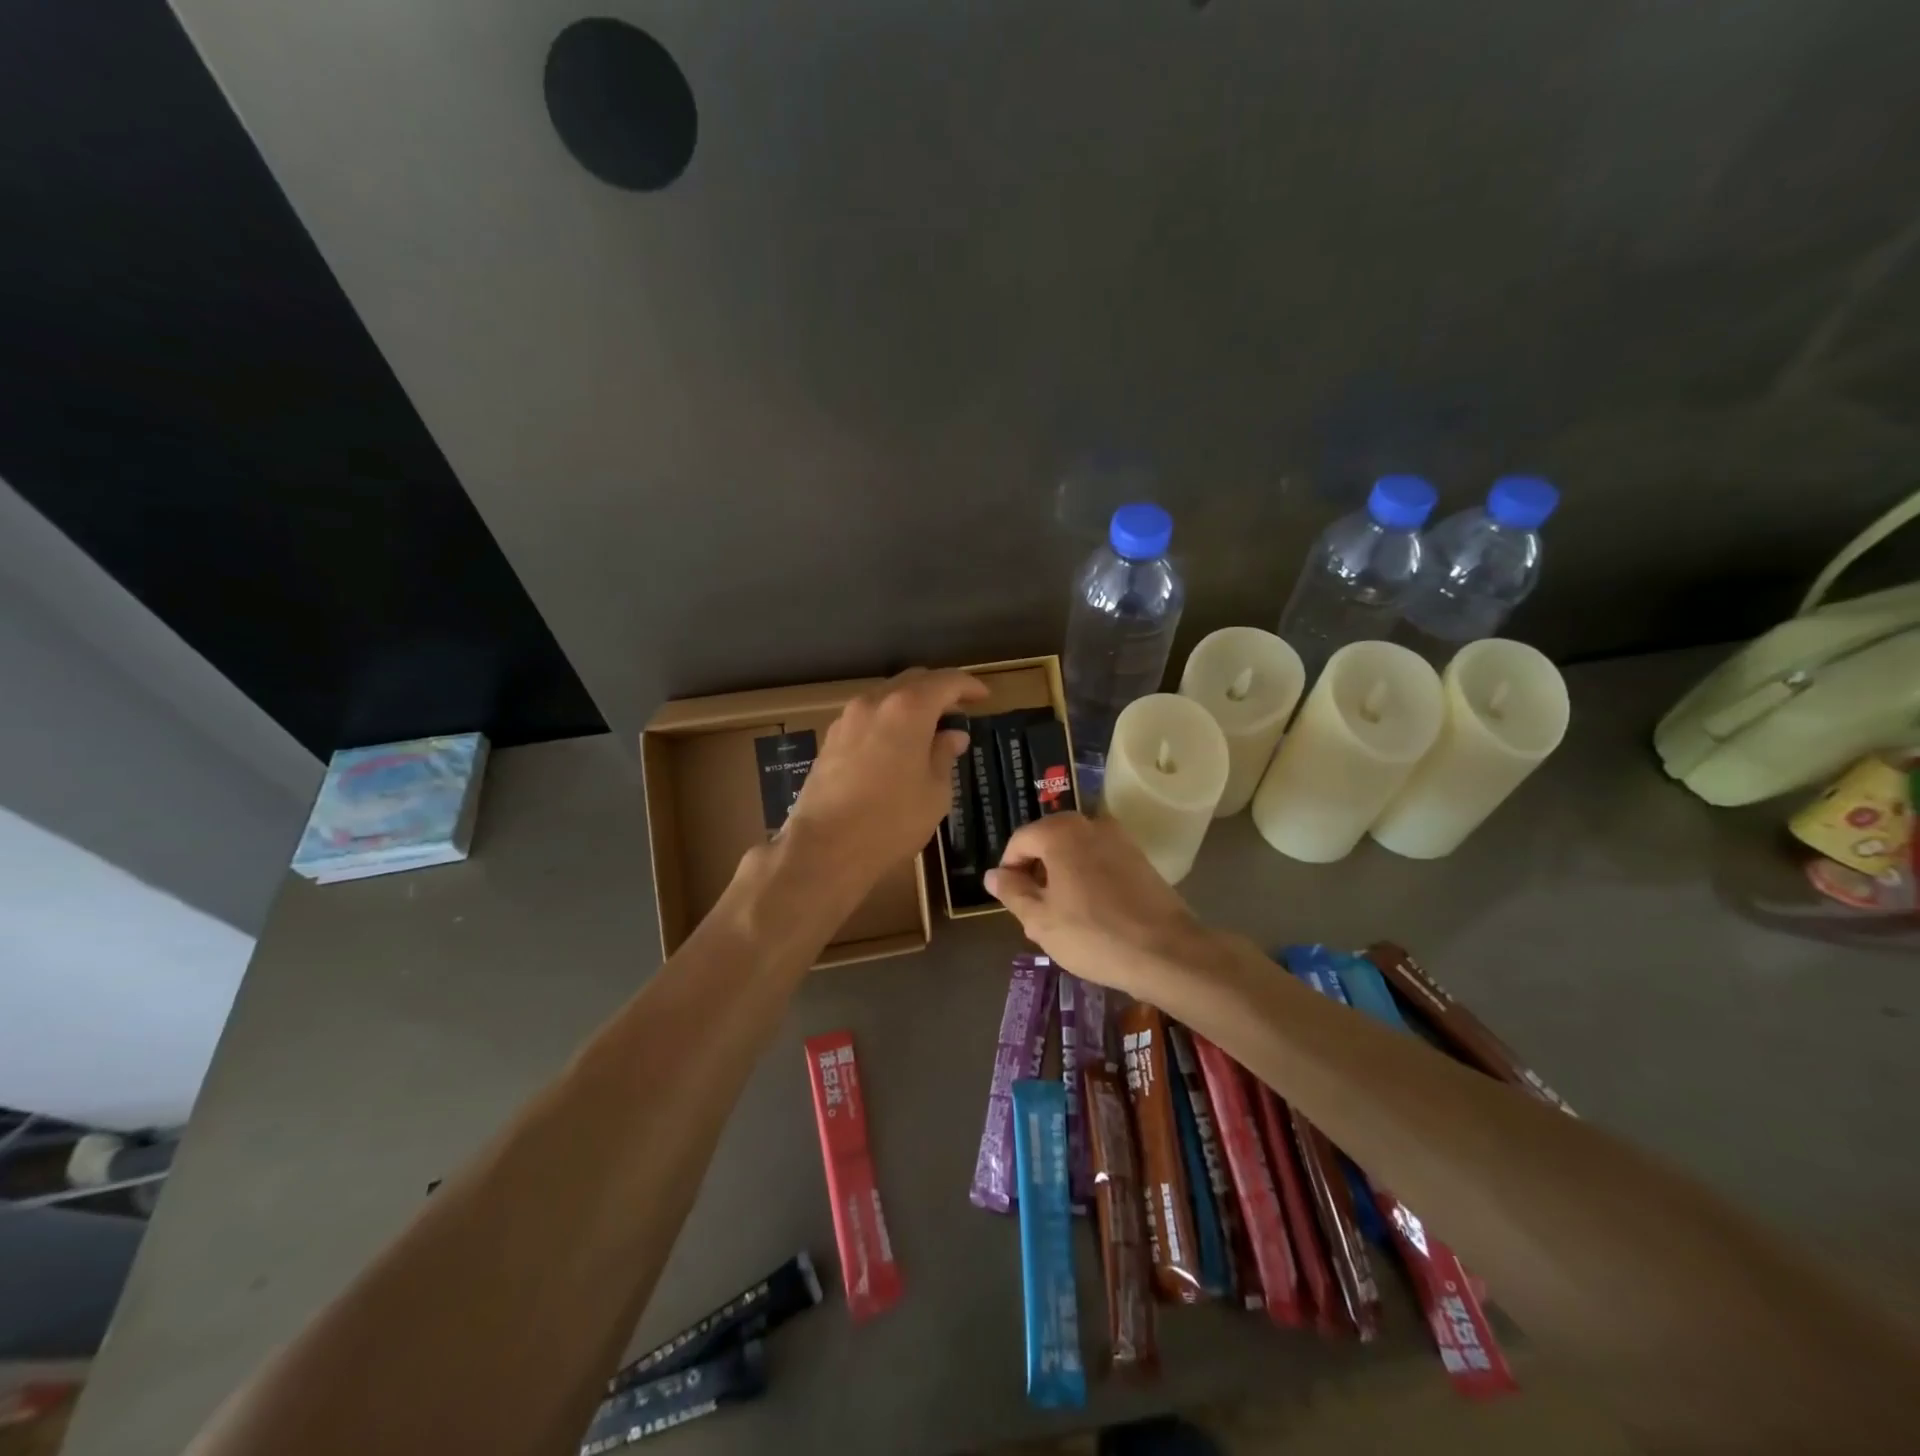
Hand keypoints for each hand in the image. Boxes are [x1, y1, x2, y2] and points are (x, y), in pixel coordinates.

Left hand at [783, 668, 985, 895]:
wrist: (826, 846)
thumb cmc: (892, 820)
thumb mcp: (935, 792)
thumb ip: (944, 755)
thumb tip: (952, 736)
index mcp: (908, 708)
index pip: (945, 682)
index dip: (968, 686)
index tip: (983, 697)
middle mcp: (875, 702)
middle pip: (912, 681)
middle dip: (938, 691)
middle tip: (957, 712)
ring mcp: (847, 719)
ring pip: (886, 697)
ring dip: (910, 705)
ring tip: (927, 730)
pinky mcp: (830, 739)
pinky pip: (867, 717)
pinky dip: (887, 720)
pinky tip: (895, 746)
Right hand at [985, 813, 1214, 996]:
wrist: (1166, 952)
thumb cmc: (1093, 934)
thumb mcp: (1040, 920)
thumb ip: (1011, 892)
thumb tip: (993, 875)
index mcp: (1060, 831)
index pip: (1019, 841)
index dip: (1008, 870)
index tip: (1011, 901)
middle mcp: (1089, 823)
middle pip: (1048, 843)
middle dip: (1036, 874)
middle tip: (1035, 914)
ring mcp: (1119, 838)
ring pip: (1075, 853)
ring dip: (1062, 878)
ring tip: (1063, 919)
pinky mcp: (1140, 857)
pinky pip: (1100, 861)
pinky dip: (1088, 880)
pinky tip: (1092, 915)